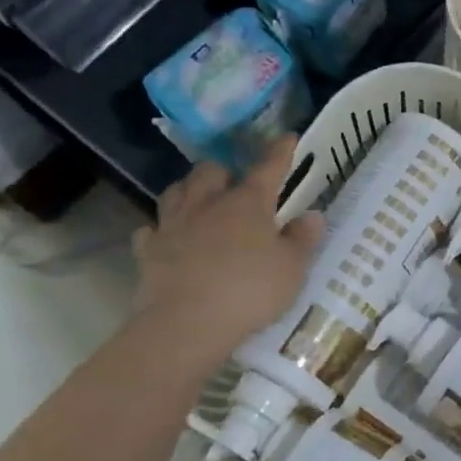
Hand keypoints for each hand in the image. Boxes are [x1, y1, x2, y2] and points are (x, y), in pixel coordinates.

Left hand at [131, 138, 323, 372]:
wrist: (186, 324)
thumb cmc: (249, 291)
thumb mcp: (292, 269)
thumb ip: (302, 239)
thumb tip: (312, 215)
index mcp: (247, 203)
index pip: (268, 168)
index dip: (280, 152)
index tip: (287, 137)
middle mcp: (207, 205)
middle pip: (210, 171)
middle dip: (223, 171)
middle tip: (234, 184)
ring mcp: (173, 225)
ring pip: (176, 192)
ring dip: (189, 191)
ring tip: (200, 201)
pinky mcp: (148, 251)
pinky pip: (152, 230)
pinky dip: (161, 230)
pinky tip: (168, 238)